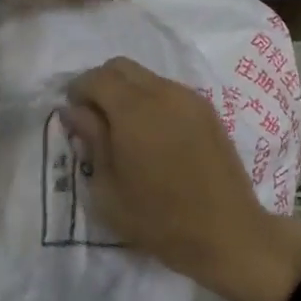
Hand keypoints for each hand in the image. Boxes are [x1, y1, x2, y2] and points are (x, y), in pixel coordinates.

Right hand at [63, 58, 300, 300]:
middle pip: (122, 67)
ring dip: (128, 92)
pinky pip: (169, 91)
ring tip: (125, 130)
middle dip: (102, 84)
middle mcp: (163, 92)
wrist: (227, 232)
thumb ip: (91, 140)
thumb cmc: (159, 219)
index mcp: (134, 109)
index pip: (97, 77)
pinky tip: (153, 135)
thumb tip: (75, 111)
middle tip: (95, 118)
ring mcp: (190, 98)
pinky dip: (152, 100)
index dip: (78, 90)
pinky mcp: (208, 110)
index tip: (73, 114)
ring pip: (147, 77)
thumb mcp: (108, 189)